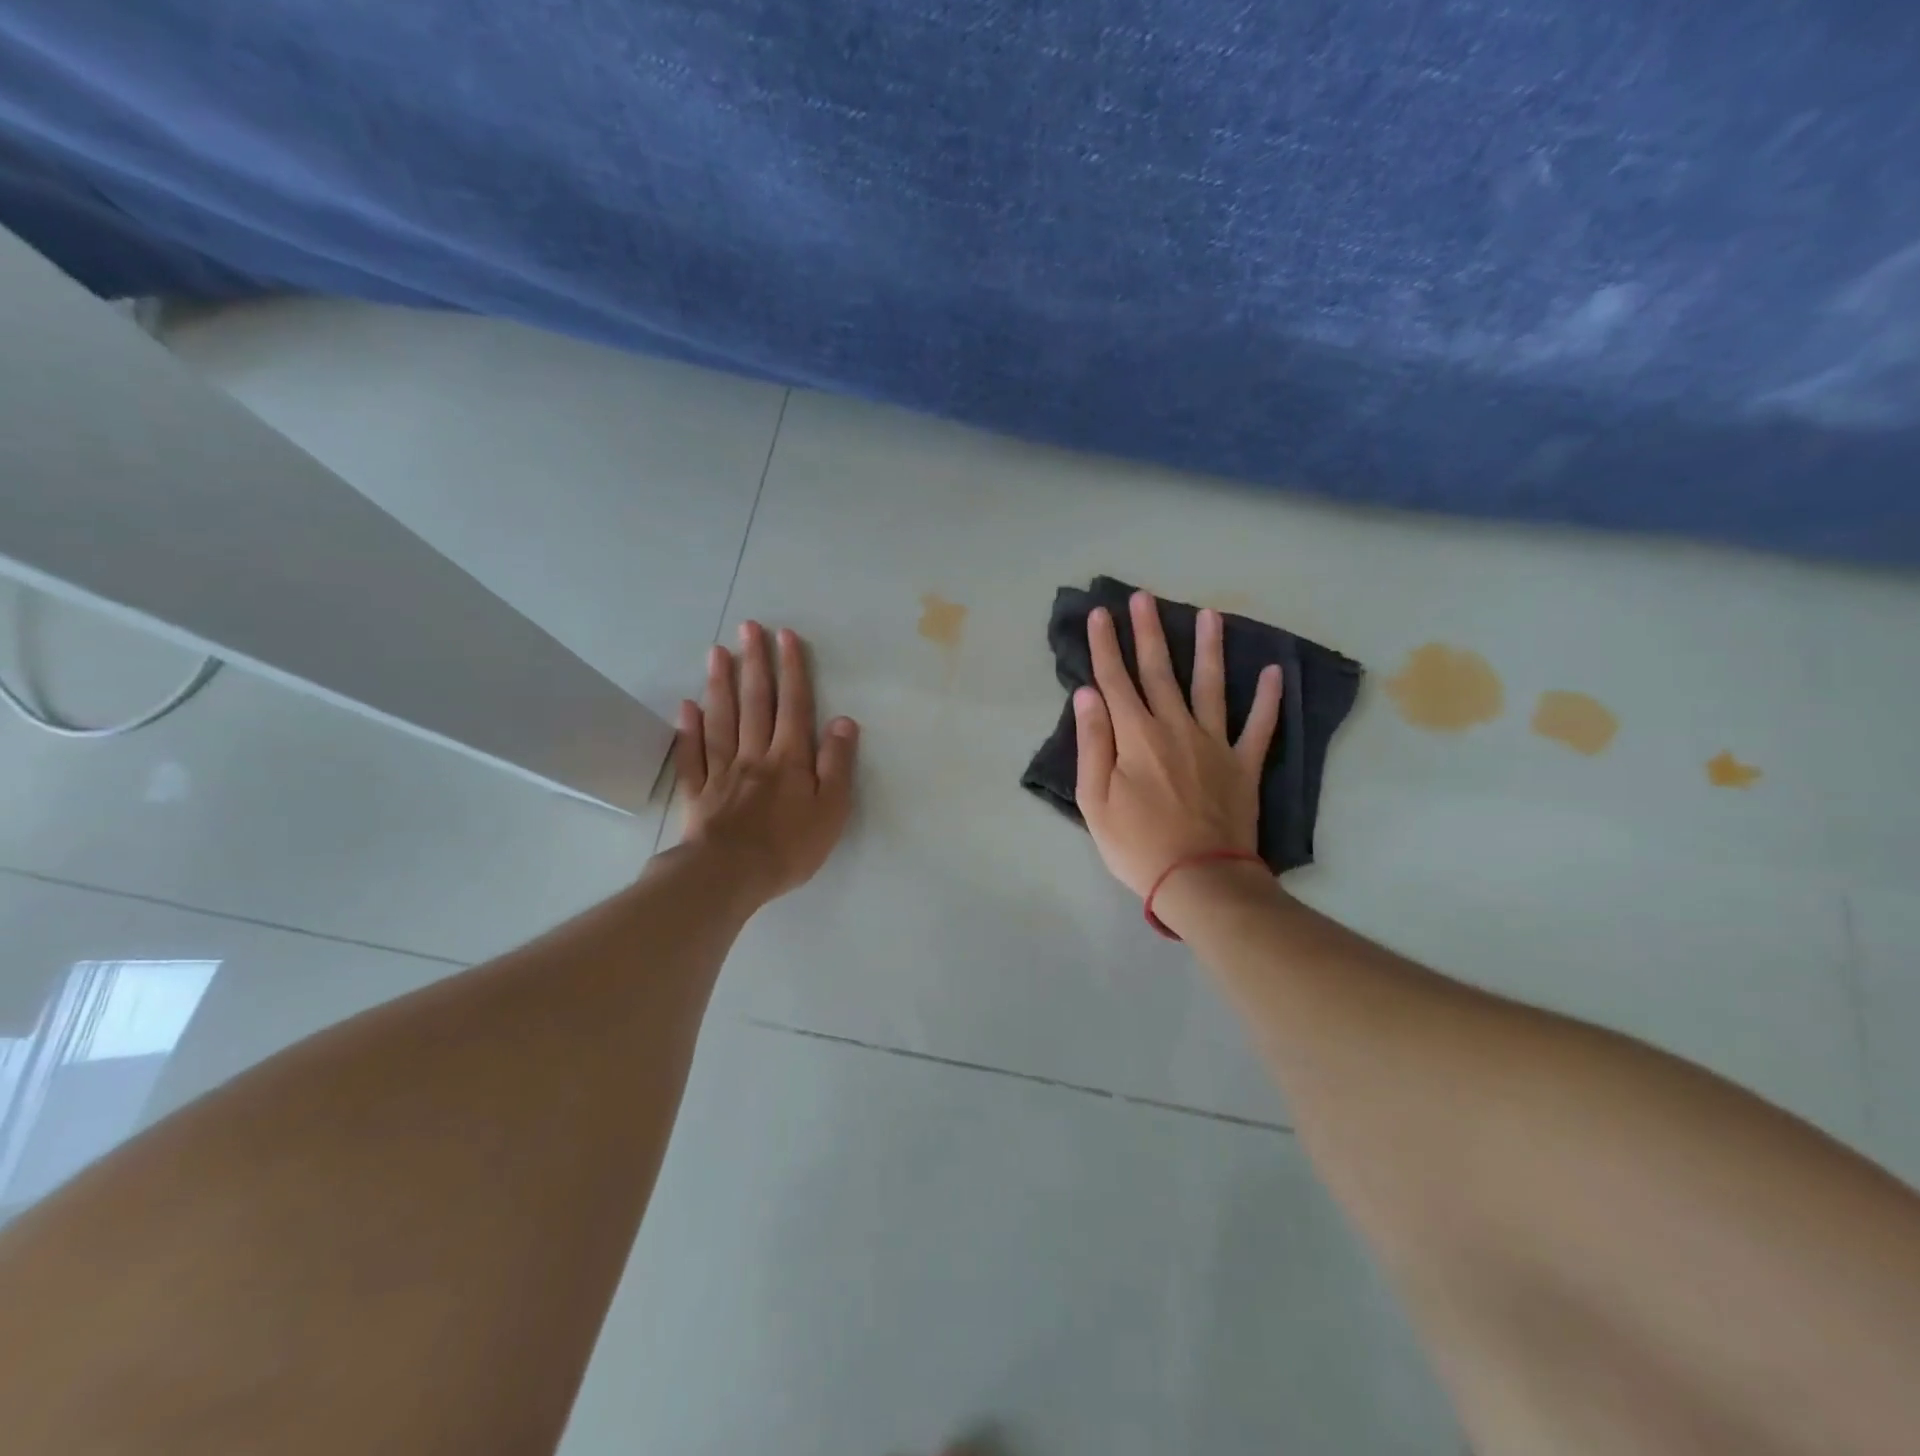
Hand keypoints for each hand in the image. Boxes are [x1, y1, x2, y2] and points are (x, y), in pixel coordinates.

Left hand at [674, 621, 858, 906]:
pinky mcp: (698, 792)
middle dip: (755, 663)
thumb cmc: (789, 846)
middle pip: (755, 702)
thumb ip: (837, 764)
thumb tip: (844, 721)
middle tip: (748, 628)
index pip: (794, 706)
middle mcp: (755, 755)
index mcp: (790, 759)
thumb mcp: (832, 809)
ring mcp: (722, 771)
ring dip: (721, 684)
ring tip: (717, 652)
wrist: (730, 875)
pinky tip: (687, 707)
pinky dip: (689, 729)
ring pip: (722, 720)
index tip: (786, 636)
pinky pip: (692, 755)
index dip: (792, 670)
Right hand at [1072, 591, 1281, 898]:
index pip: (1115, 680)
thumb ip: (1092, 743)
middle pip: (1159, 671)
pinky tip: (1273, 672)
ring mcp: (1214, 743)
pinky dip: (1268, 699)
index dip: (1105, 645)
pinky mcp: (1243, 764)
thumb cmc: (1137, 844)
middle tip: (1144, 597)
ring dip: (1208, 648)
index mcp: (1136, 736)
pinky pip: (1259, 725)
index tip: (1100, 613)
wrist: (1200, 879)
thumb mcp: (1095, 800)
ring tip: (1209, 614)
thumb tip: (1088, 694)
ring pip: (1210, 685)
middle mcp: (1175, 727)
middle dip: (1149, 632)